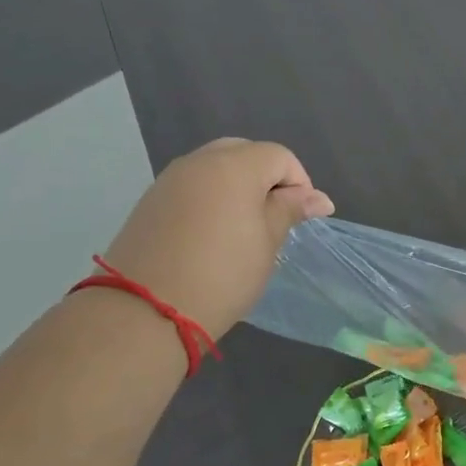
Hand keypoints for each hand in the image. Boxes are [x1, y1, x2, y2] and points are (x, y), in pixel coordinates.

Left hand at [103, 138, 333, 336]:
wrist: (146, 311)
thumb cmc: (222, 274)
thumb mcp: (267, 242)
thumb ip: (290, 210)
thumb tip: (319, 198)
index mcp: (234, 166)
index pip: (279, 157)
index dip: (299, 183)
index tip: (302, 218)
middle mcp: (199, 162)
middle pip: (245, 153)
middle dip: (267, 179)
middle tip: (276, 218)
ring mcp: (169, 180)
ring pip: (215, 168)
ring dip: (238, 188)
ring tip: (245, 229)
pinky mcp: (150, 201)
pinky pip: (192, 186)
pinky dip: (211, 199)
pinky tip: (213, 235)